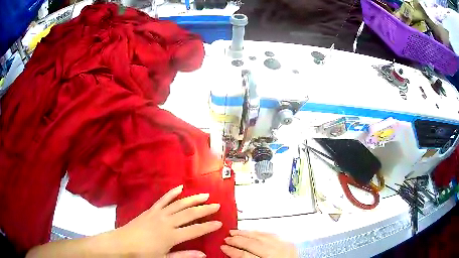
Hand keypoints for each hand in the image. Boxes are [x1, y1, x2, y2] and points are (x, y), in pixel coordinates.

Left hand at [113, 185, 221, 257]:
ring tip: (204, 195)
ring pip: (179, 204)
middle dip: (204, 209)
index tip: (219, 223)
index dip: (208, 226)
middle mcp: (167, 222)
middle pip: (189, 214)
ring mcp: (158, 213)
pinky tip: (180, 187)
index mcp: (171, 236)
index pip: (195, 230)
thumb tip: (203, 254)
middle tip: (217, 205)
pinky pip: (163, 199)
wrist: (123, 243)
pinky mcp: (151, 209)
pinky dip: (172, 193)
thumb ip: (184, 256)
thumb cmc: (144, 254)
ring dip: (192, 199)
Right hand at [220, 230, 297, 257]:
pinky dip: (260, 232)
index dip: (232, 251)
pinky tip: (253, 232)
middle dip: (237, 240)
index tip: (223, 247)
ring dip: (247, 233)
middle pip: (252, 243)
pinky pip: (272, 234)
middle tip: (227, 238)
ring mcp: (284, 246)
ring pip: (262, 236)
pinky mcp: (289, 243)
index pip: (245, 255)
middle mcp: (276, 253)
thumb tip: (234, 254)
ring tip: (236, 231)